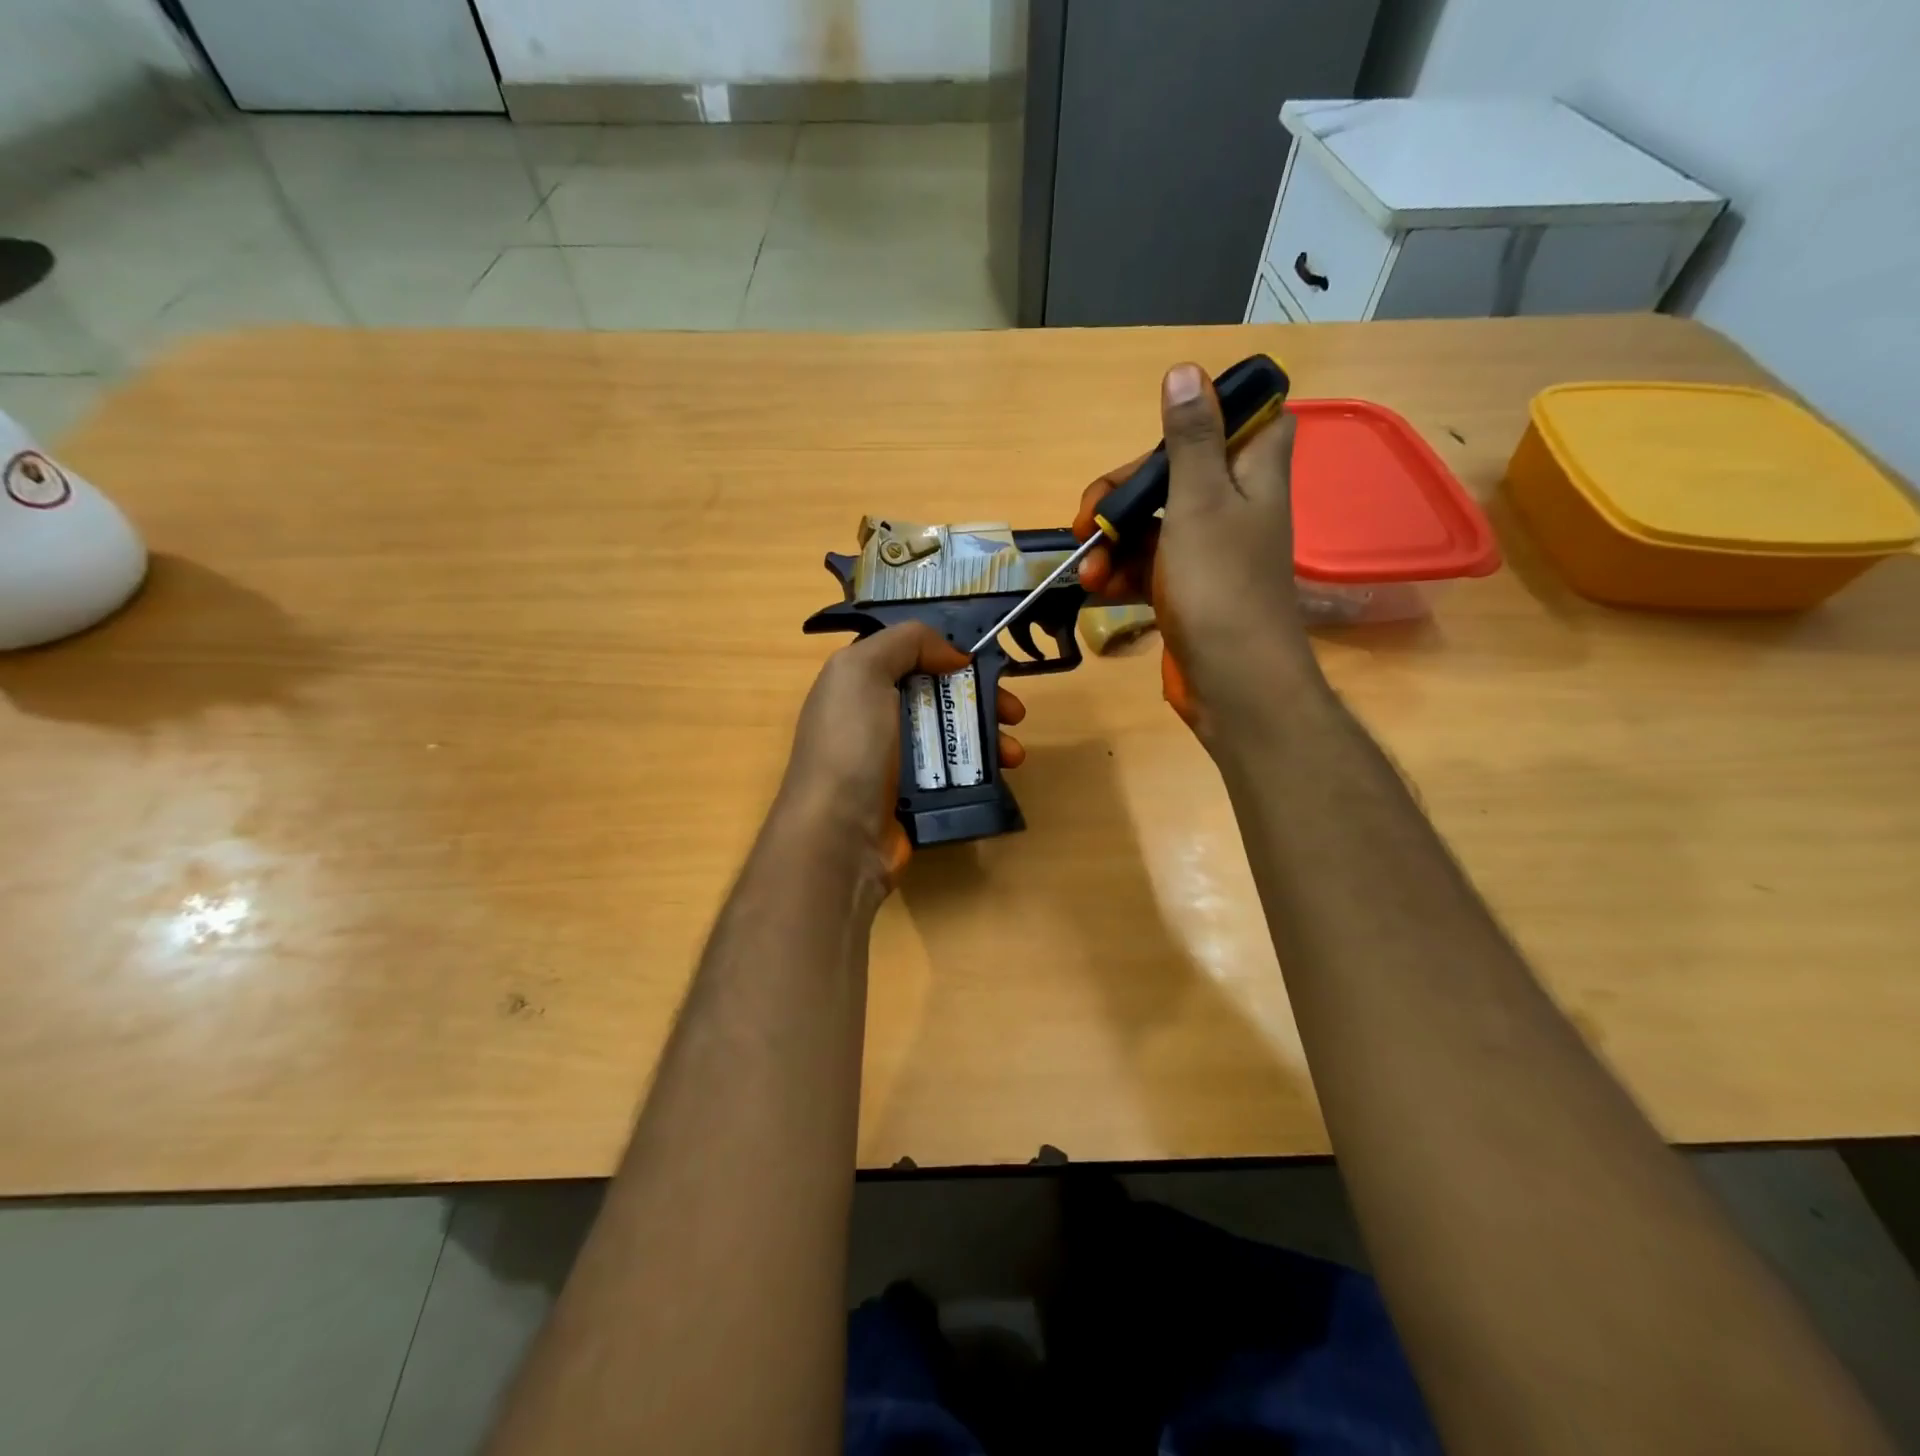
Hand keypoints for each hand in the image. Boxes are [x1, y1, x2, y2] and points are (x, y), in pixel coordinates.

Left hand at [777, 622, 1025, 886]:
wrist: (838, 837)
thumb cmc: (850, 746)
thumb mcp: (863, 672)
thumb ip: (907, 643)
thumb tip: (953, 655)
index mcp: (857, 686)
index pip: (909, 659)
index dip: (948, 656)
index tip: (985, 665)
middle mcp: (875, 720)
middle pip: (939, 698)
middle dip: (981, 700)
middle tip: (1015, 713)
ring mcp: (894, 763)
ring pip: (951, 738)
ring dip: (989, 739)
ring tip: (1014, 754)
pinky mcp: (914, 799)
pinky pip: (954, 775)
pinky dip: (981, 771)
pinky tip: (1003, 775)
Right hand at [1073, 362, 1315, 741]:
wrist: (1232, 683)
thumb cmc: (1219, 586)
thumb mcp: (1198, 502)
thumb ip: (1190, 439)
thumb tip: (1186, 369)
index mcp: (1252, 476)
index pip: (1251, 419)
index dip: (1215, 414)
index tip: (1168, 428)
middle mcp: (1234, 508)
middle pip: (1176, 474)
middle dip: (1125, 494)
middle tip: (1090, 519)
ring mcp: (1208, 553)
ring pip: (1153, 524)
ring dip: (1113, 542)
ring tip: (1087, 569)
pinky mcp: (1185, 590)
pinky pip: (1147, 566)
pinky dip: (1121, 573)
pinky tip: (1095, 587)